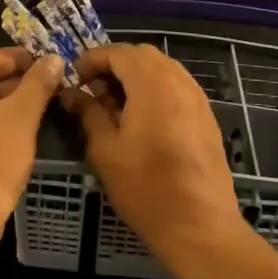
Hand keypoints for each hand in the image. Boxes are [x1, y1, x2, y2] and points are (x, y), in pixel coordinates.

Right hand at [64, 44, 243, 263]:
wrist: (200, 226)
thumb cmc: (146, 187)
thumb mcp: (105, 150)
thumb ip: (88, 113)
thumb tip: (71, 94)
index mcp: (152, 83)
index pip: (118, 52)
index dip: (92, 59)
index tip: (74, 78)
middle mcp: (178, 81)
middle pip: (142, 55)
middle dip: (114, 65)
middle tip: (93, 90)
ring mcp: (197, 98)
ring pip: (162, 69)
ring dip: (135, 76)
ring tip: (115, 105)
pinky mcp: (206, 116)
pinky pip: (176, 87)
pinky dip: (155, 90)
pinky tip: (141, 119)